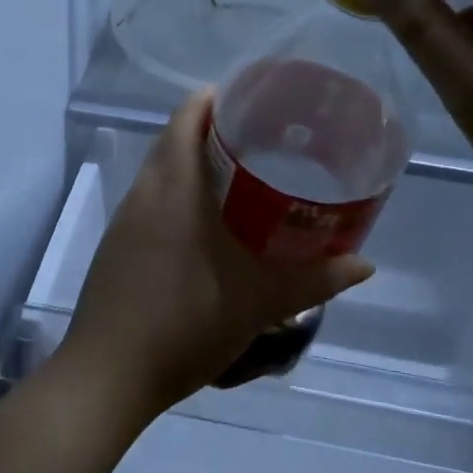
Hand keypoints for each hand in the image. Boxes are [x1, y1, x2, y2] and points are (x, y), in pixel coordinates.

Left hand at [60, 89, 373, 420]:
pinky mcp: (115, 245)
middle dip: (210, 130)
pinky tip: (204, 224)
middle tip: (260, 139)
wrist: (109, 373)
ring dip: (192, 163)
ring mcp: (124, 219)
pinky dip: (176, 194)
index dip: (214, 98)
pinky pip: (149, 201)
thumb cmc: (185, 322)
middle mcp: (144, 192)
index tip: (252, 100)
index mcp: (173, 187)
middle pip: (173, 139)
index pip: (186, 117)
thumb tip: (364, 264)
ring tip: (239, 177)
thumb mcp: (258, 302)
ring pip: (159, 171)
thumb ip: (314, 280)